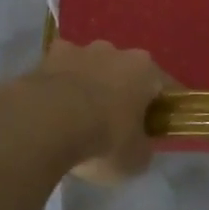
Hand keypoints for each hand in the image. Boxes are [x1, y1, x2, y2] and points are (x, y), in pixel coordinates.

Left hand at [24, 40, 168, 183]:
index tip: (157, 126)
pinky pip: (58, 72)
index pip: (164, 85)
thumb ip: (142, 147)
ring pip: (90, 67)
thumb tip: (138, 144)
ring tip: (79, 117)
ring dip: (89, 85)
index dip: (162, 107)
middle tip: (115, 123)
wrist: (45, 124)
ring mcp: (77, 50)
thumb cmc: (103, 139)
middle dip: (122, 92)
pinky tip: (52, 109)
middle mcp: (113, 51)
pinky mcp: (45, 58)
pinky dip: (58, 86)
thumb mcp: (135, 159)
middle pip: (124, 71)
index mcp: (143, 69)